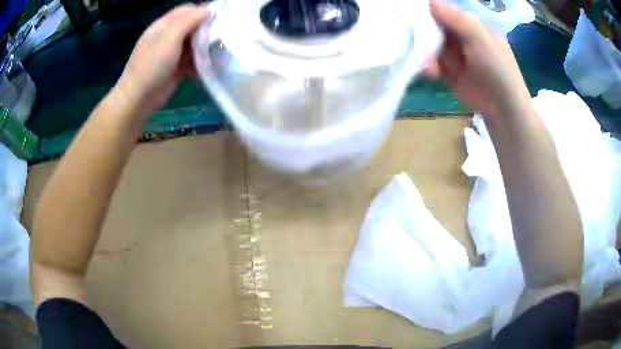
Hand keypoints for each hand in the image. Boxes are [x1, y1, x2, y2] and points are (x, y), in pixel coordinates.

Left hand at [115, 3, 209, 119]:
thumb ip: (188, 21)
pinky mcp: (175, 69)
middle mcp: (167, 37)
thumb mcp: (169, 38)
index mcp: (163, 25)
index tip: (219, 17)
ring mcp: (171, 54)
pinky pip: (192, 61)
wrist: (138, 100)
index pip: (186, 10)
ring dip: (205, 47)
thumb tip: (208, 9)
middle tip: (222, 35)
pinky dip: (200, 63)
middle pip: (191, 26)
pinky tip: (208, 67)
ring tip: (219, 51)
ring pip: (193, 44)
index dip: (202, 11)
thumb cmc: (151, 66)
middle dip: (206, 29)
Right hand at [425, 1, 531, 118]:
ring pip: (430, 47)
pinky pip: (432, 64)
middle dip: (423, 35)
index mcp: (471, 25)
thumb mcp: (480, 40)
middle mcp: (462, 37)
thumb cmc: (497, 69)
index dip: (429, 14)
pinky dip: (428, 67)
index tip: (413, 16)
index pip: (445, 13)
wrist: (502, 108)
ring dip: (424, 53)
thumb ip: (458, 21)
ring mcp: (455, 55)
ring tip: (428, 65)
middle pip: (434, 29)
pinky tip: (429, 72)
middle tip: (415, 41)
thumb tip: (431, 1)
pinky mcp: (449, 72)